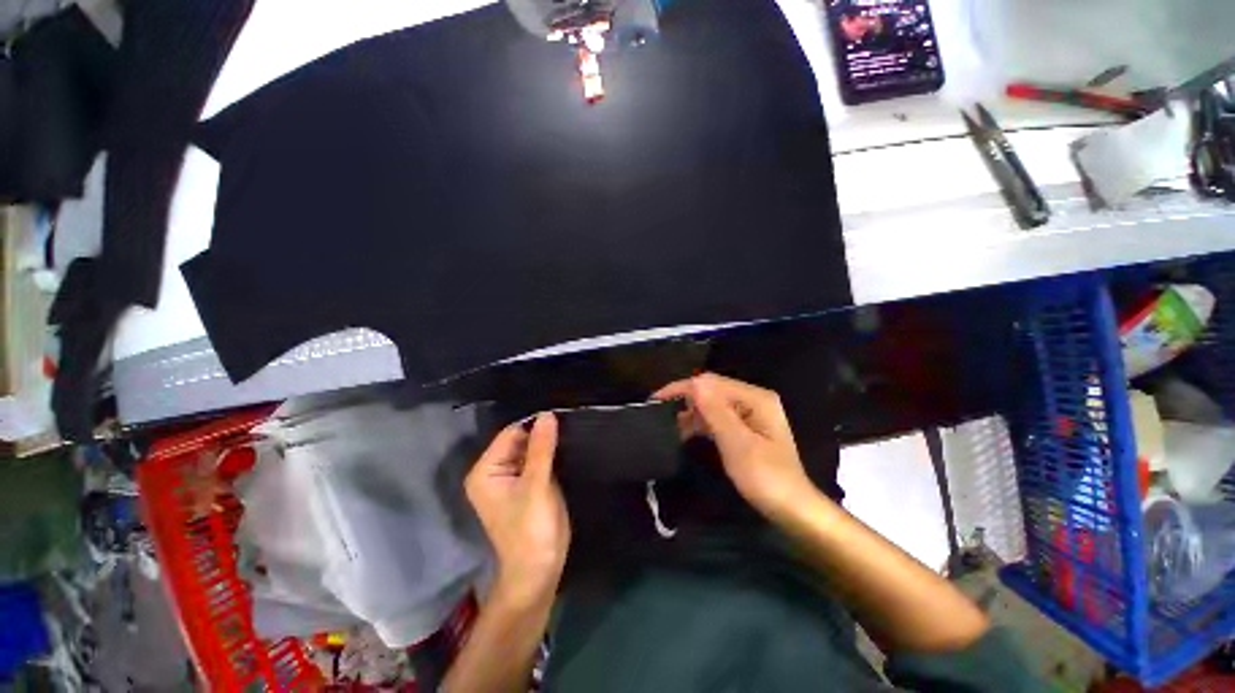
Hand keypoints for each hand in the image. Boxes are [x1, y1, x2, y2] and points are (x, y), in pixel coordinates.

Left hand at [465, 414, 570, 606]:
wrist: (539, 569)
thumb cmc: (531, 529)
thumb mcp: (536, 485)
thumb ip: (541, 448)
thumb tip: (547, 414)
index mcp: (485, 470)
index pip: (510, 434)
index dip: (534, 425)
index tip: (560, 417)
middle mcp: (494, 471)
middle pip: (520, 440)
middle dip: (541, 434)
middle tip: (568, 424)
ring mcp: (511, 478)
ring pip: (531, 449)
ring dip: (548, 443)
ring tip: (570, 431)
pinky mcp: (527, 484)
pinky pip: (538, 460)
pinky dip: (551, 454)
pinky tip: (567, 447)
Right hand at [655, 373, 815, 521]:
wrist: (792, 509)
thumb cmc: (766, 477)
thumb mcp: (737, 444)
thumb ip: (716, 411)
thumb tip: (694, 382)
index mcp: (755, 398)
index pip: (711, 382)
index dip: (683, 388)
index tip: (657, 400)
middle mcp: (753, 399)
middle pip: (712, 390)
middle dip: (686, 400)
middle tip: (661, 415)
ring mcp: (750, 413)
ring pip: (712, 404)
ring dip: (692, 413)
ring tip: (671, 428)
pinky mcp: (746, 427)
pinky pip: (718, 417)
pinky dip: (702, 423)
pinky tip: (687, 433)